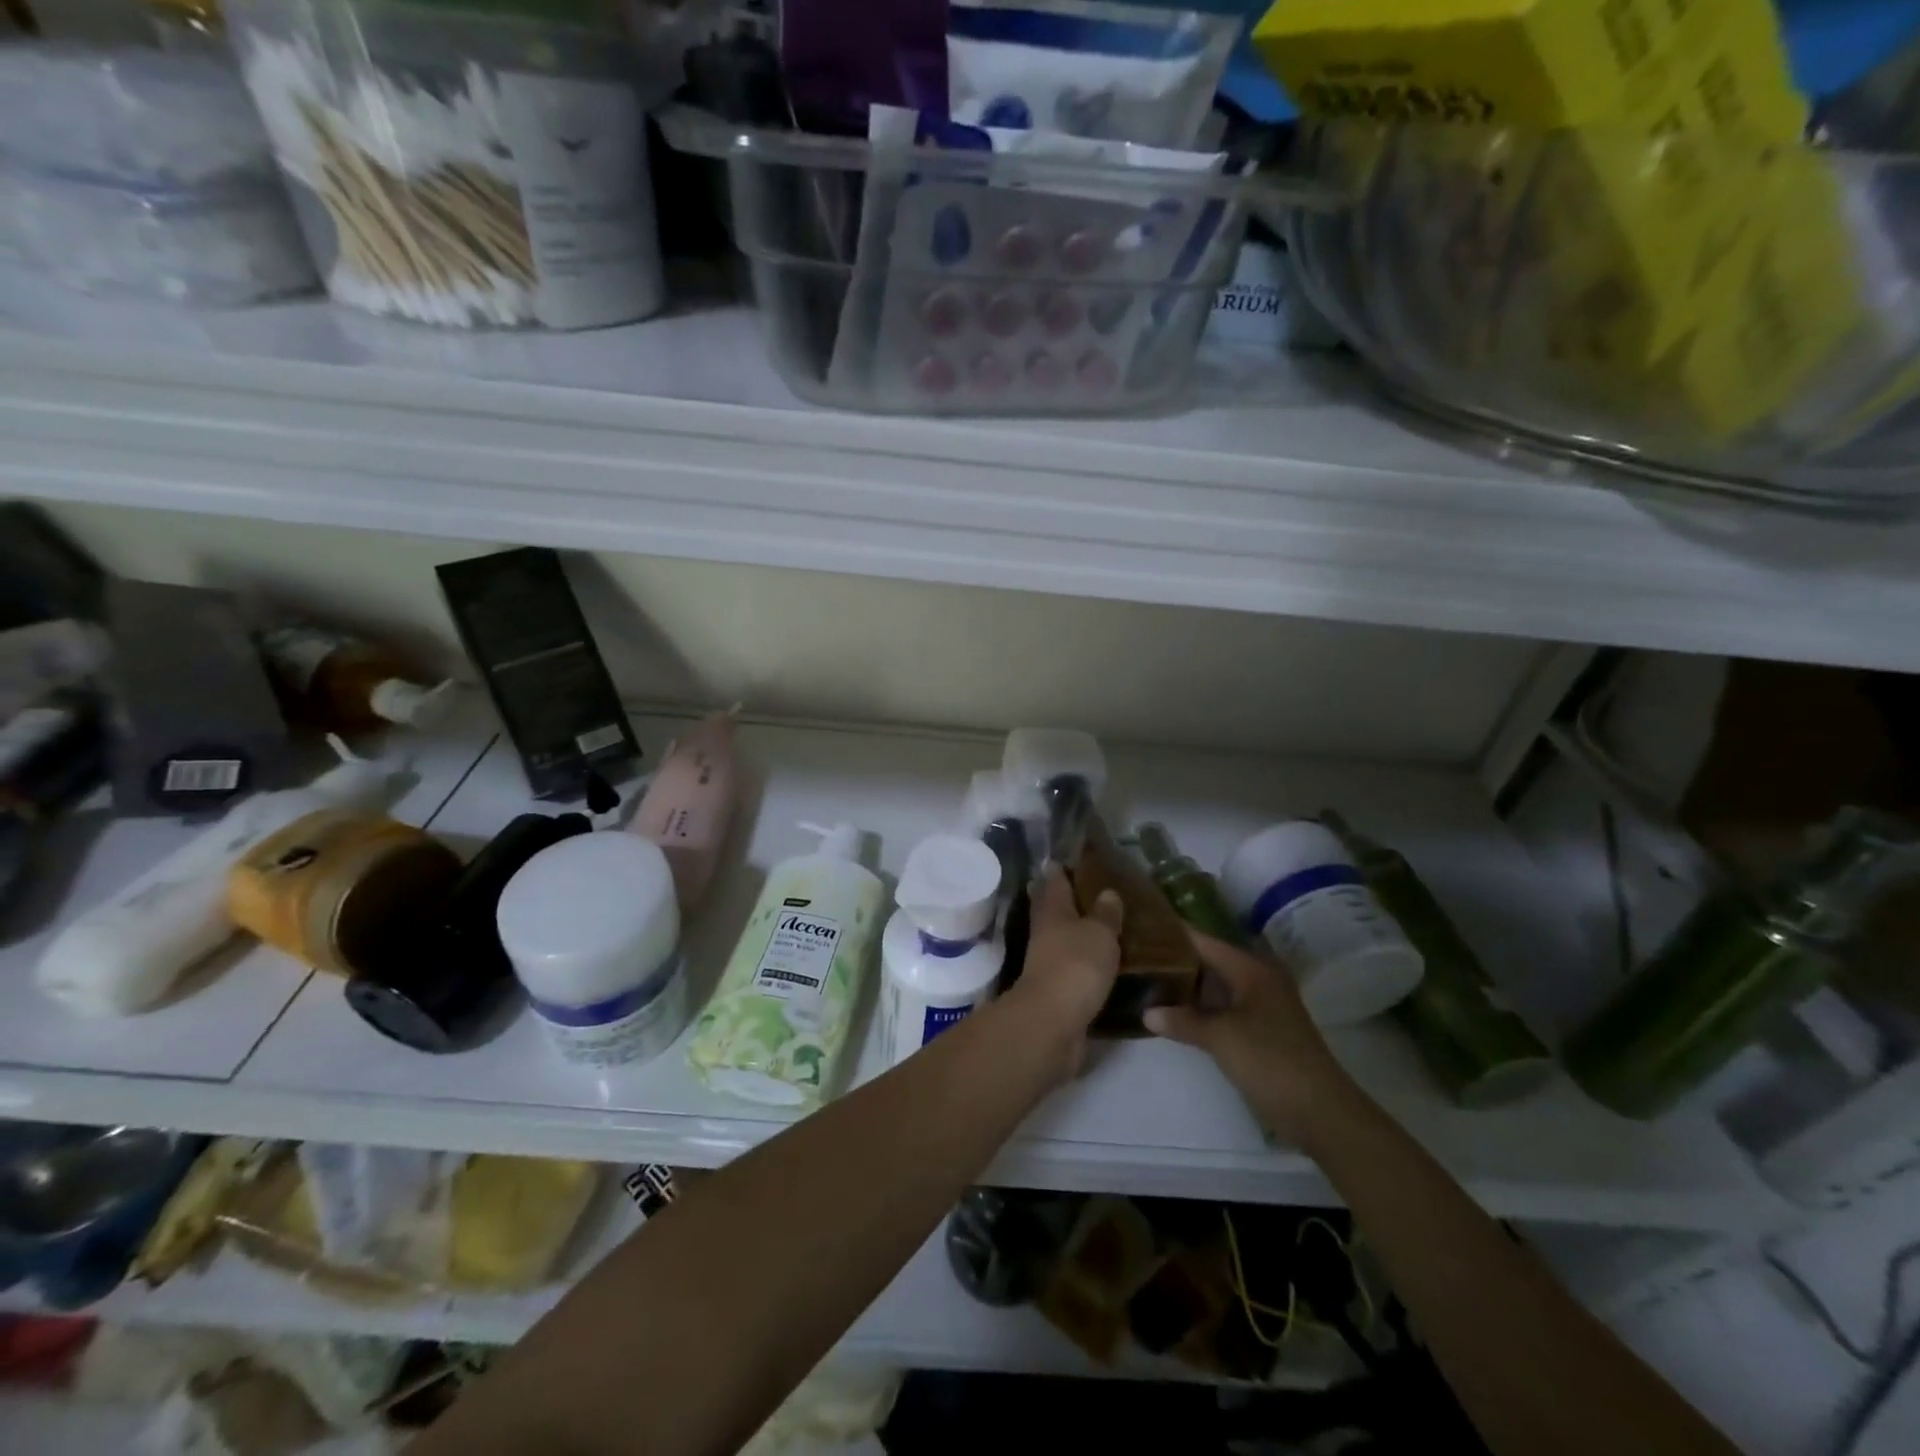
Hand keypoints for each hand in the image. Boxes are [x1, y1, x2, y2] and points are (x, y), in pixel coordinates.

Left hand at [1006, 869, 1121, 1078]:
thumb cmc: (1075, 966)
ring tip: (1107, 927)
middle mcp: (1046, 934)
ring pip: (1064, 940)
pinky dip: (1086, 964)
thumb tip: (1107, 892)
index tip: (1070, 859)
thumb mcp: (1099, 933)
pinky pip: (1075, 969)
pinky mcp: (1059, 992)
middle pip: (1054, 910)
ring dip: (1079, 934)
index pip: (1054, 881)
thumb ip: (1105, 914)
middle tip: (1094, 891)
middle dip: (1068, 900)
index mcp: (1053, 911)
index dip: (1061, 869)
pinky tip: (1104, 964)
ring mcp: (1049, 964)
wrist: (1053, 1024)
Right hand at [1144, 932, 1356, 1146]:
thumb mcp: (1221, 1037)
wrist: (1321, 1112)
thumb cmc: (1270, 1061)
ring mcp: (1261, 1007)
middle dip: (1175, 960)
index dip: (1173, 933)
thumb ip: (1183, 1020)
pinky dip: (1200, 1009)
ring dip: (1187, 987)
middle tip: (1137, 956)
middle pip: (1209, 962)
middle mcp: (1257, 980)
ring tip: (1146, 981)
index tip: (1141, 927)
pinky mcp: (1261, 1031)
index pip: (1204, 940)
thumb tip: (1147, 1012)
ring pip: (1215, 988)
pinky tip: (1174, 1014)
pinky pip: (1222, 1009)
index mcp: (1251, 970)